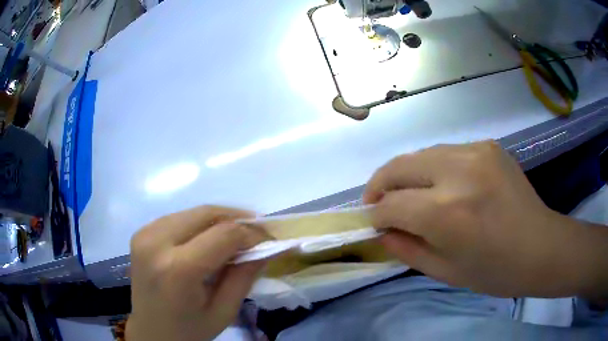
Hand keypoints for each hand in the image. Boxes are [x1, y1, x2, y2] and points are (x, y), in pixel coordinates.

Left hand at [126, 206, 267, 340]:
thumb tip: (267, 247)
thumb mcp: (223, 311)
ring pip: (191, 212)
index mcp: (179, 269)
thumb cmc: (189, 330)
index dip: (251, 233)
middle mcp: (157, 242)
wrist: (150, 332)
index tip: (268, 239)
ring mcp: (145, 234)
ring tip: (235, 233)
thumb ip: (245, 276)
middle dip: (236, 217)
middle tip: (256, 229)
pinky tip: (207, 238)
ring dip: (217, 219)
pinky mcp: (141, 233)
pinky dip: (198, 223)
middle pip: (205, 214)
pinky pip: (177, 218)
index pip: (224, 234)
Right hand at [364, 141, 607, 297]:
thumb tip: (381, 230)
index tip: (372, 222)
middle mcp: (458, 173)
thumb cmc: (495, 271)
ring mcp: (475, 152)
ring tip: (406, 194)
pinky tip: (442, 186)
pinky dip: (433, 168)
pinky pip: (446, 152)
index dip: (375, 215)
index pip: (391, 205)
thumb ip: (405, 249)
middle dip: (379, 185)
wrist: (540, 246)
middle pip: (398, 166)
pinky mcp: (487, 145)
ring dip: (405, 174)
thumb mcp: (445, 272)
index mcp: (446, 213)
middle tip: (377, 202)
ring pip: (420, 154)